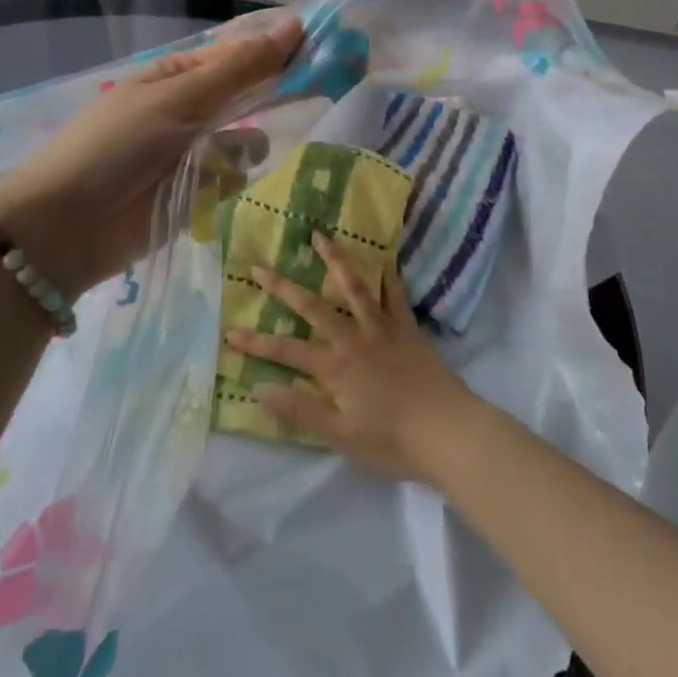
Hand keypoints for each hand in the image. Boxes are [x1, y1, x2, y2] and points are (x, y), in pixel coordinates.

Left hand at [0, 13, 302, 296]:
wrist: (66, 228)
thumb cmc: (116, 147)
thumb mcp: (177, 98)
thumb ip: (239, 69)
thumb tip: (294, 25)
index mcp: (177, 75)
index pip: (239, 53)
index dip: (279, 49)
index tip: (323, 48)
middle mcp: (189, 109)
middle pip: (247, 94)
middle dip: (274, 94)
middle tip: (320, 91)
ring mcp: (194, 152)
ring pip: (247, 139)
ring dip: (244, 146)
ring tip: (221, 160)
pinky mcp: (198, 194)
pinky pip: (235, 177)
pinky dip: (231, 180)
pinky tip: (213, 188)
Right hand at [227, 234, 482, 482]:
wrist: (449, 431)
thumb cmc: (392, 440)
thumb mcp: (339, 435)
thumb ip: (299, 410)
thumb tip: (258, 388)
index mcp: (335, 367)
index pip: (285, 351)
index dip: (255, 343)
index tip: (228, 330)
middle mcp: (354, 339)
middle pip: (313, 307)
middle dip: (282, 287)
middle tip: (259, 265)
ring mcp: (383, 329)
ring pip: (354, 288)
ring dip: (335, 261)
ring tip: (320, 236)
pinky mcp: (408, 329)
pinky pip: (396, 296)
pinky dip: (388, 276)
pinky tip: (383, 259)